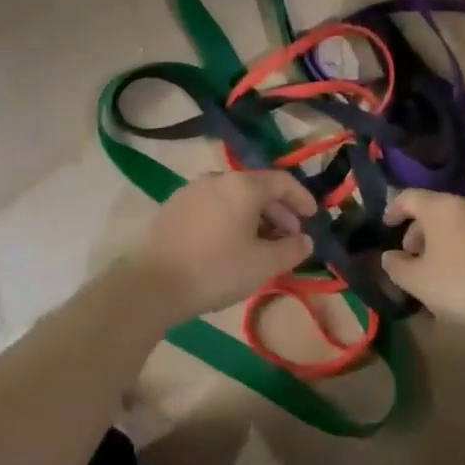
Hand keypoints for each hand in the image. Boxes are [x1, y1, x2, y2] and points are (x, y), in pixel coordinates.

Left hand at [129, 171, 316, 321]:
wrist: (151, 285)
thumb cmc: (216, 270)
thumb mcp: (263, 264)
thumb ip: (291, 249)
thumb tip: (305, 240)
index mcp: (242, 186)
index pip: (282, 182)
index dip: (302, 198)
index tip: (313, 217)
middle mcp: (217, 179)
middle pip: (257, 188)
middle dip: (278, 211)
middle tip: (289, 237)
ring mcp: (191, 191)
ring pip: (233, 198)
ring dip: (254, 217)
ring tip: (261, 244)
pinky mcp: (173, 207)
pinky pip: (213, 206)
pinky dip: (231, 219)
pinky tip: (231, 244)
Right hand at [380, 189, 464, 325]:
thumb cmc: (459, 286)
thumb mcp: (416, 282)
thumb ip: (396, 265)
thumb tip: (389, 256)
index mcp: (441, 208)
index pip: (409, 197)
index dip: (394, 209)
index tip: (386, 225)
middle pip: (435, 209)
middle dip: (419, 229)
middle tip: (411, 254)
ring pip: (459, 221)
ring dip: (443, 237)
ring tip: (438, 265)